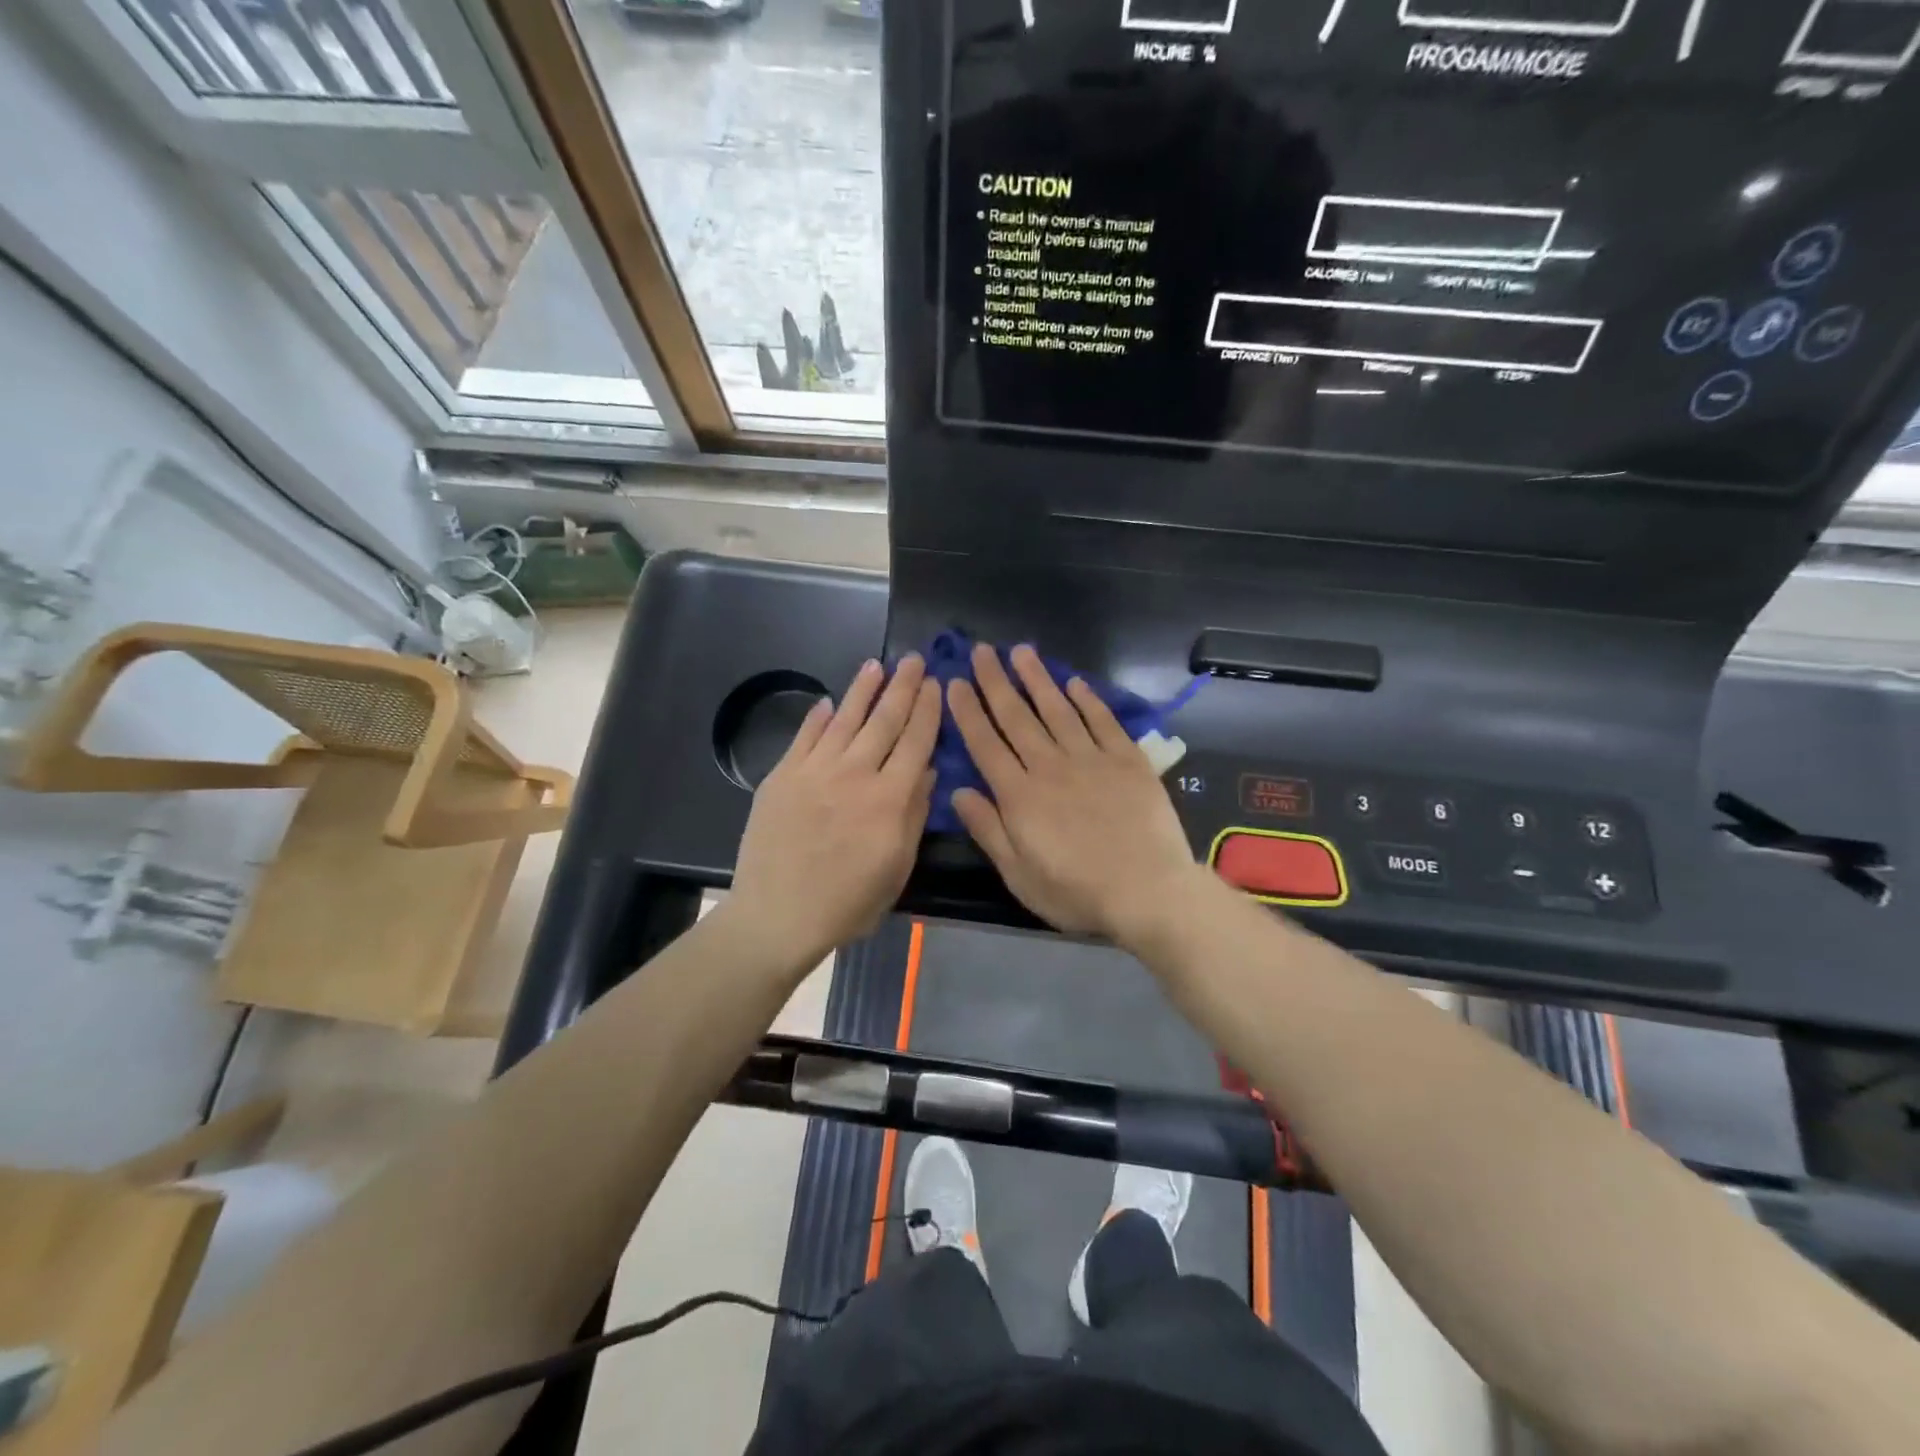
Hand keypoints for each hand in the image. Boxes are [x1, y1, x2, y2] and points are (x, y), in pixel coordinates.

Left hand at [727, 655, 940, 971]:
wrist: (778, 914)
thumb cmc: (848, 902)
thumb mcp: (898, 867)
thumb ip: (914, 814)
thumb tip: (928, 769)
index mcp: (889, 798)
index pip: (916, 741)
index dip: (928, 710)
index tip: (937, 683)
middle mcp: (855, 773)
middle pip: (884, 720)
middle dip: (903, 687)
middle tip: (914, 659)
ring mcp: (815, 770)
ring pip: (844, 719)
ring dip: (863, 689)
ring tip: (877, 665)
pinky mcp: (782, 776)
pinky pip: (804, 737)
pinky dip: (818, 717)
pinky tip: (828, 702)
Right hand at [946, 643, 1206, 946]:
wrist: (1148, 891)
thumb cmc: (1076, 892)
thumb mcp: (1019, 874)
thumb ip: (988, 830)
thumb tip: (958, 792)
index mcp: (1019, 795)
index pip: (985, 744)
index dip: (967, 711)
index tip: (954, 683)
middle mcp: (1050, 766)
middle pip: (1017, 717)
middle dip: (995, 682)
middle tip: (981, 651)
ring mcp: (1091, 758)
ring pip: (1057, 709)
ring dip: (1037, 678)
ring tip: (1021, 651)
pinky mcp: (1127, 759)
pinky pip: (1102, 721)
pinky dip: (1087, 699)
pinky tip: (1074, 682)